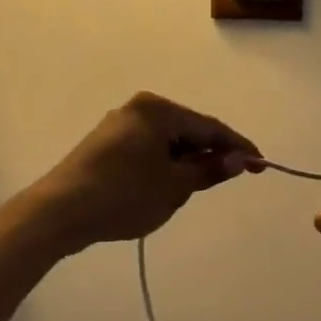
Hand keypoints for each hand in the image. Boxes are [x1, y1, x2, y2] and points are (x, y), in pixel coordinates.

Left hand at [26, 92, 260, 251]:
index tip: (262, 164)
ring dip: (185, 165)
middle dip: (209, 156)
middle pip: (188, 132)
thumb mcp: (174, 186)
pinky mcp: (106, 145)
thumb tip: (238, 160)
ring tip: (191, 191)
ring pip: (168, 144)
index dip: (238, 147)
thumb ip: (209, 170)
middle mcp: (139, 109)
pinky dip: (163, 167)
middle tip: (228, 180)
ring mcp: (119, 126)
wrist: (59, 212)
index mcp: (158, 110)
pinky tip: (163, 189)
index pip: (210, 128)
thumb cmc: (123, 195)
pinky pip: (148, 151)